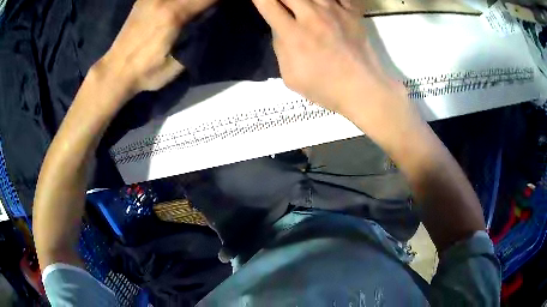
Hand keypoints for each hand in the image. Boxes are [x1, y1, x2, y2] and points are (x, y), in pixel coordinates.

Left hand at [97, 0, 215, 93]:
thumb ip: (197, 38)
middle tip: (209, 7)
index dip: (219, 1)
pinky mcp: (143, 0)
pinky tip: (180, 4)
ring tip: (196, 6)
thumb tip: (210, 20)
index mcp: (173, 15)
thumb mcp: (178, 64)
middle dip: (206, 0)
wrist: (115, 72)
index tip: (220, 7)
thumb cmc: (146, 73)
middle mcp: (163, 0)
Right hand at [252, 0, 413, 128]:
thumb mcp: (290, 76)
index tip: (262, 1)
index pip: (268, 3)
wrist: (361, 89)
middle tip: (283, 5)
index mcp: (293, 34)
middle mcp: (312, 16)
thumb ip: (281, 48)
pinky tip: (325, 4)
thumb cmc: (324, 88)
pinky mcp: (352, 13)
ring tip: (303, 5)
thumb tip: (281, 29)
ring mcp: (335, 11)